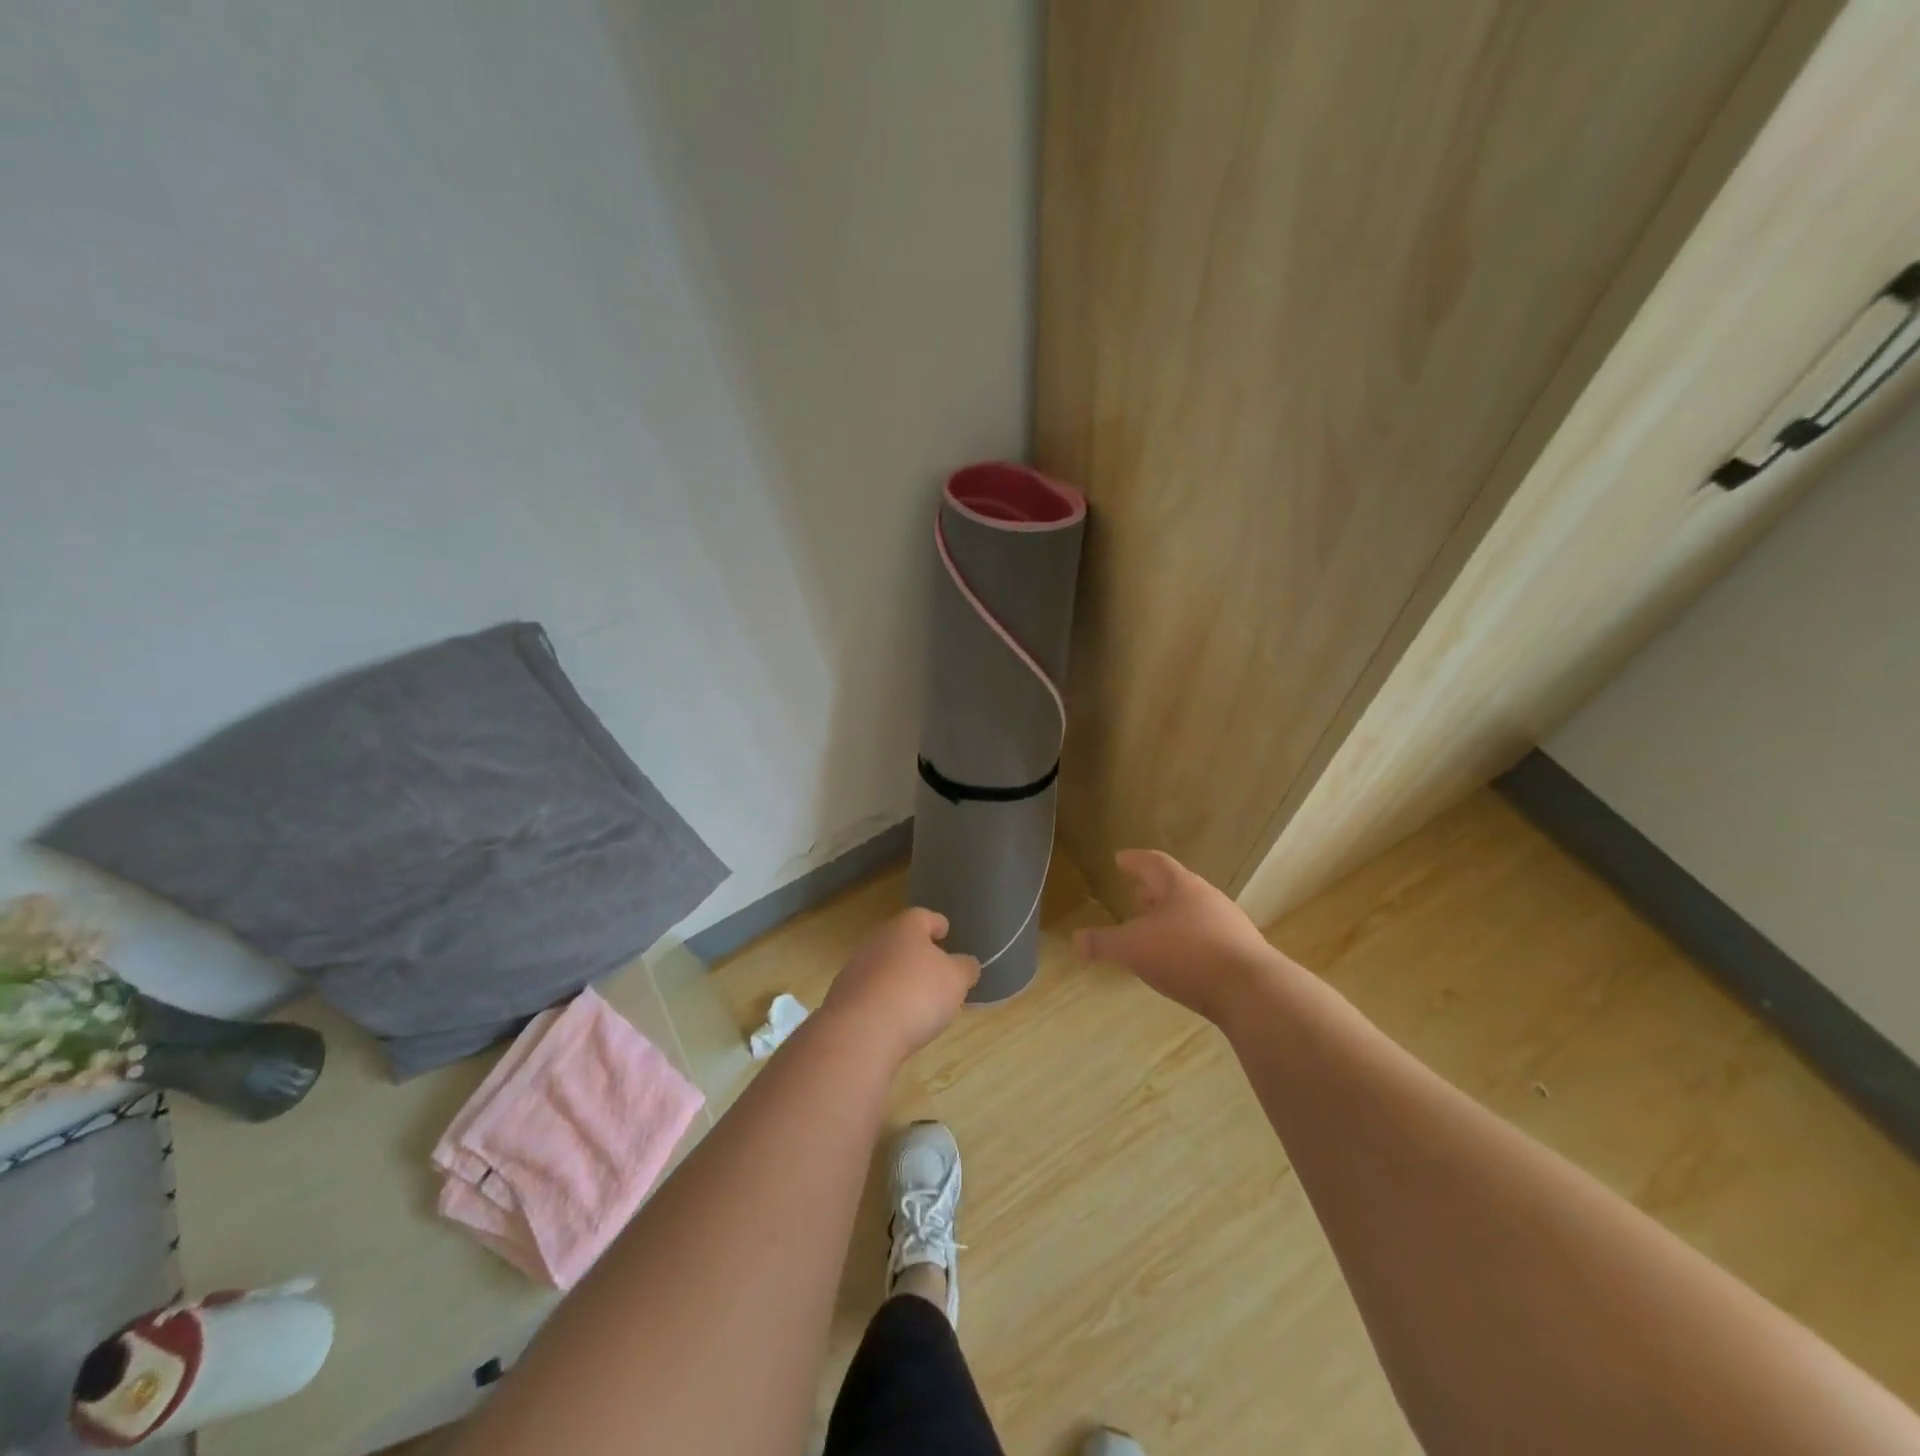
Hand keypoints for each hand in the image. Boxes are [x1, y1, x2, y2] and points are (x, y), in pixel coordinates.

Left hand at [819, 909, 979, 1061]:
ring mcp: (855, 968)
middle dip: (916, 952)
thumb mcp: (956, 980)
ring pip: (883, 965)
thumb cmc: (917, 994)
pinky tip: (894, 1018)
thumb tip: (966, 963)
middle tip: (935, 968)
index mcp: (905, 927)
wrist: (860, 1031)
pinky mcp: (842, 997)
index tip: (945, 931)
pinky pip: (870, 992)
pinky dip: (883, 999)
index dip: (937, 923)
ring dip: (898, 977)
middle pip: (900, 940)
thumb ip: (965, 968)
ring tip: (916, 998)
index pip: (923, 916)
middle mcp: (877, 940)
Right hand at [1073, 850, 1277, 1022]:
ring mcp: (1229, 925)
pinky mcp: (1242, 953)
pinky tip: (1181, 960)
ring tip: (1156, 930)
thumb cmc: (1186, 955)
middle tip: (1137, 894)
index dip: (1135, 860)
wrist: (1252, 991)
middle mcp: (1207, 899)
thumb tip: (1075, 940)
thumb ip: (1102, 943)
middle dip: (1154, 891)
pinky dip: (1189, 941)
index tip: (1120, 859)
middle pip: (1177, 887)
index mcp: (1181, 887)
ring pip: (1194, 913)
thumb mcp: (1133, 949)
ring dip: (1172, 918)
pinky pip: (1208, 938)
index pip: (1154, 863)